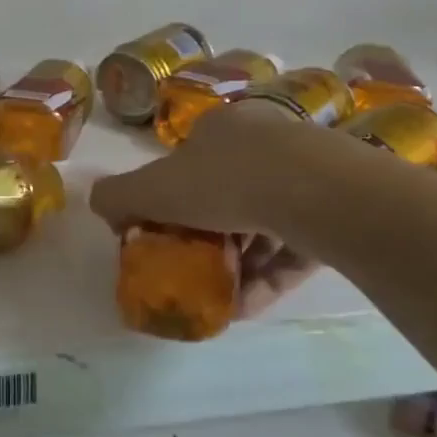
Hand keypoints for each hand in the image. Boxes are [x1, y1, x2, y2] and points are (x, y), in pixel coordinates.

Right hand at [91, 104, 319, 313]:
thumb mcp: (152, 188)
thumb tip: (100, 204)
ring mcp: (307, 177)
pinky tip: (245, 307)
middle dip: (205, 238)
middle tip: (190, 270)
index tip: (161, 235)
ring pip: (262, 225)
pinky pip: (293, 250)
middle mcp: (267, 144)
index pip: (189, 163)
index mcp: (223, 128)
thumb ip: (116, 195)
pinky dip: (267, 278)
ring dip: (236, 265)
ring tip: (217, 299)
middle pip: (226, 196)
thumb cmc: (225, 181)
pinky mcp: (336, 214)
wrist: (317, 193)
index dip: (170, 200)